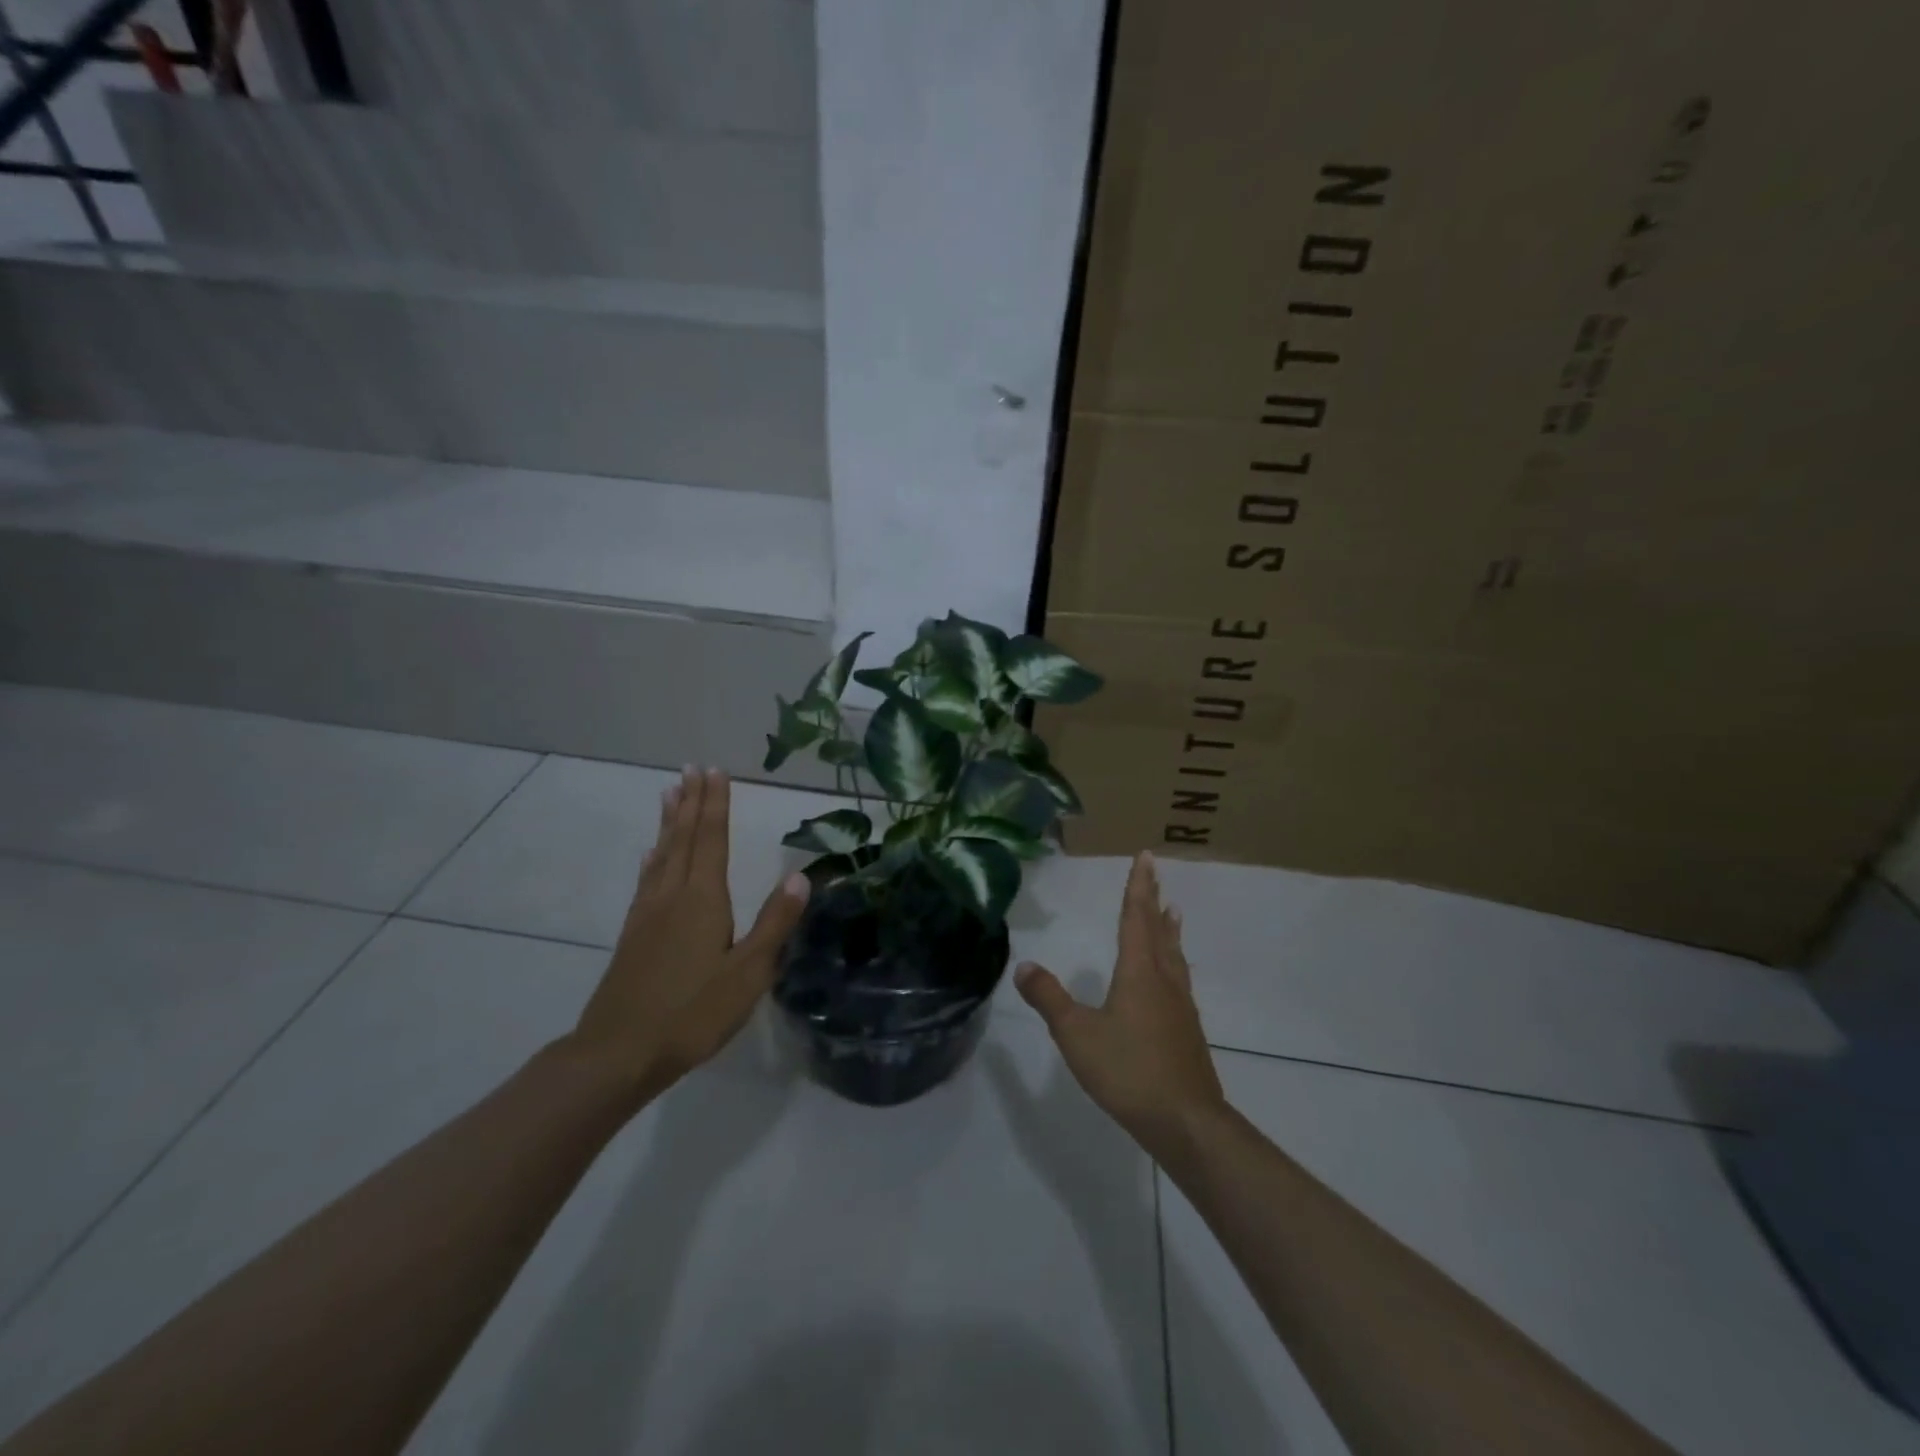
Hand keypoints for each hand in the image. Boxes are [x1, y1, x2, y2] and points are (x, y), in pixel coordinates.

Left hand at [566, 768, 809, 1102]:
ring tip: (670, 793)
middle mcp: (673, 895)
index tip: (715, 771)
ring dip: (669, 822)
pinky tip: (650, 853)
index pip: (712, 840)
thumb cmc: (693, 1013)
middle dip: (692, 802)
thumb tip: (801, 876)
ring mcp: (648, 913)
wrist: (619, 1052)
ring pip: (662, 854)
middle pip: (685, 839)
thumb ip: (775, 923)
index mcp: (703, 900)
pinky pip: (646, 880)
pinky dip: (652, 858)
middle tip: (693, 768)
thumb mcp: (748, 973)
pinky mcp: (632, 933)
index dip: (716, 804)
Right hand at [1015, 852, 1224, 1155]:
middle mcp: (1164, 981)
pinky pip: (1179, 979)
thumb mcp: (1077, 1034)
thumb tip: (1025, 965)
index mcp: (1139, 973)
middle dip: (1154, 900)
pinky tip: (1172, 977)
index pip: (1136, 918)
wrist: (1186, 1121)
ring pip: (1174, 956)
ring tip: (1172, 912)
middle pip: (1159, 931)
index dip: (1138, 887)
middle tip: (1156, 874)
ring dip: (1169, 930)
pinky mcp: (1187, 1030)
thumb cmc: (1128, 1070)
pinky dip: (1174, 960)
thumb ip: (1049, 998)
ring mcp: (1180, 1006)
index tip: (1146, 857)